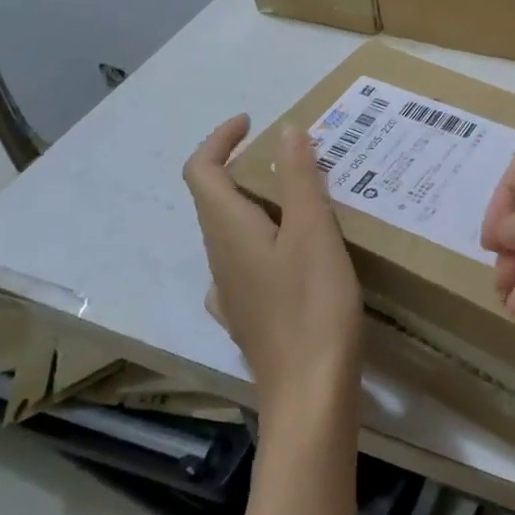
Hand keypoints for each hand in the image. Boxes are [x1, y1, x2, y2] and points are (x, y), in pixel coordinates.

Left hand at [183, 116, 363, 417]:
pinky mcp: (247, 316)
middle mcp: (219, 257)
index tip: (252, 122)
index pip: (201, 170)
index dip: (219, 139)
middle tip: (295, 158)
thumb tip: (285, 131)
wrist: (309, 392)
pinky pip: (247, 262)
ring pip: (232, 231)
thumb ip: (298, 178)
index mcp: (227, 230)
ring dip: (259, 203)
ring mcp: (230, 292)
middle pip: (215, 198)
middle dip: (246, 168)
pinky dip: (266, 240)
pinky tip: (297, 254)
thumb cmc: (312, 304)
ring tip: (306, 199)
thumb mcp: (313, 231)